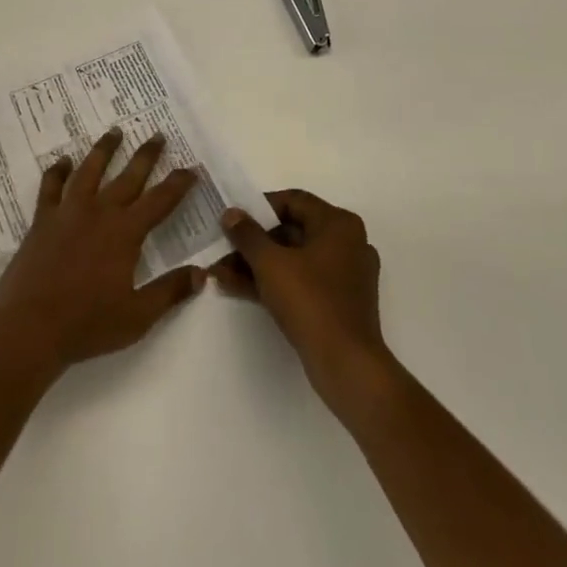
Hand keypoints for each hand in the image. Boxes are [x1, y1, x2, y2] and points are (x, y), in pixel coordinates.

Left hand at [0, 128, 205, 386]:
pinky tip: (63, 161)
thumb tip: (202, 274)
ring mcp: (67, 212)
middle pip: (128, 177)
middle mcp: (98, 213)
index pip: (160, 201)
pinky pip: (51, 186)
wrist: (29, 328)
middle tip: (157, 135)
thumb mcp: (137, 316)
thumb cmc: (86, 324)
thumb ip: (169, 291)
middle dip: (146, 155)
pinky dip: (58, 171)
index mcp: (125, 233)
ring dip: (104, 150)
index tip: (191, 168)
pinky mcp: (42, 220)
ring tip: (114, 131)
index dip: (178, 183)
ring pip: (89, 170)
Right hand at [211, 190, 396, 417]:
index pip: (293, 201)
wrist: (347, 365)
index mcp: (338, 225)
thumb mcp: (271, 263)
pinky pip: (299, 281)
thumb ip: (247, 234)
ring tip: (219, 271)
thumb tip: (231, 214)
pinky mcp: (337, 303)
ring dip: (256, 264)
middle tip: (222, 247)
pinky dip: (271, 282)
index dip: (259, 206)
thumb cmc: (311, 301)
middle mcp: (346, 244)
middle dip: (252, 242)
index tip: (233, 218)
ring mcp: (343, 275)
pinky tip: (235, 287)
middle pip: (291, 231)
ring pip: (292, 259)